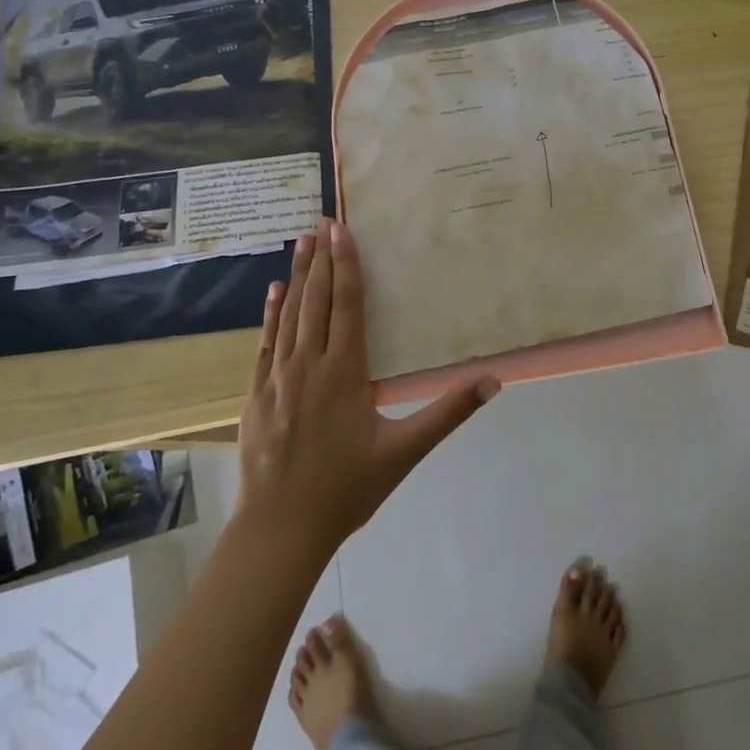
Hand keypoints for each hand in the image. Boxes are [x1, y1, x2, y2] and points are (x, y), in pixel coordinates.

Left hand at [237, 219, 498, 555]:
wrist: (281, 528)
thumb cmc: (347, 488)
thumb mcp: (405, 451)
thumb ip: (448, 412)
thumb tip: (492, 381)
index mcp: (346, 372)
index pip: (348, 305)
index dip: (348, 265)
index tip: (343, 230)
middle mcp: (310, 364)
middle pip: (317, 301)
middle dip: (322, 258)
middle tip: (322, 221)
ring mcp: (278, 377)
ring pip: (290, 315)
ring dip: (297, 276)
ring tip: (302, 242)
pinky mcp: (256, 394)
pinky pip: (264, 343)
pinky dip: (270, 314)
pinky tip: (273, 291)